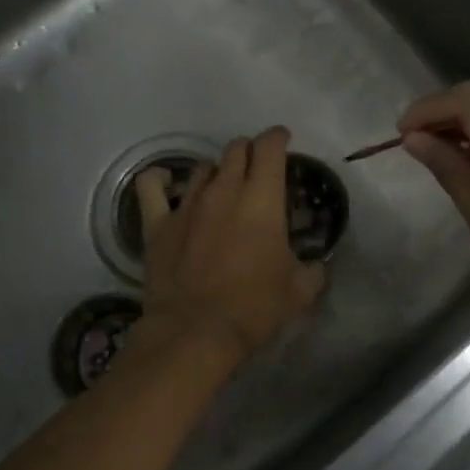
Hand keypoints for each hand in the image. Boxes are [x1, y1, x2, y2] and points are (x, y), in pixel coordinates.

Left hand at [134, 126, 324, 367]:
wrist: (195, 331)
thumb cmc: (253, 307)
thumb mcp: (299, 292)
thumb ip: (313, 271)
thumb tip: (317, 265)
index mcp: (262, 199)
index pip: (270, 148)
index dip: (278, 137)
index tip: (283, 140)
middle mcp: (225, 191)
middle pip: (236, 150)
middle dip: (250, 151)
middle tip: (257, 169)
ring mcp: (187, 204)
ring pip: (203, 167)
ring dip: (217, 171)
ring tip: (222, 186)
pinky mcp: (158, 223)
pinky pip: (151, 186)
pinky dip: (159, 179)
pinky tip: (165, 181)